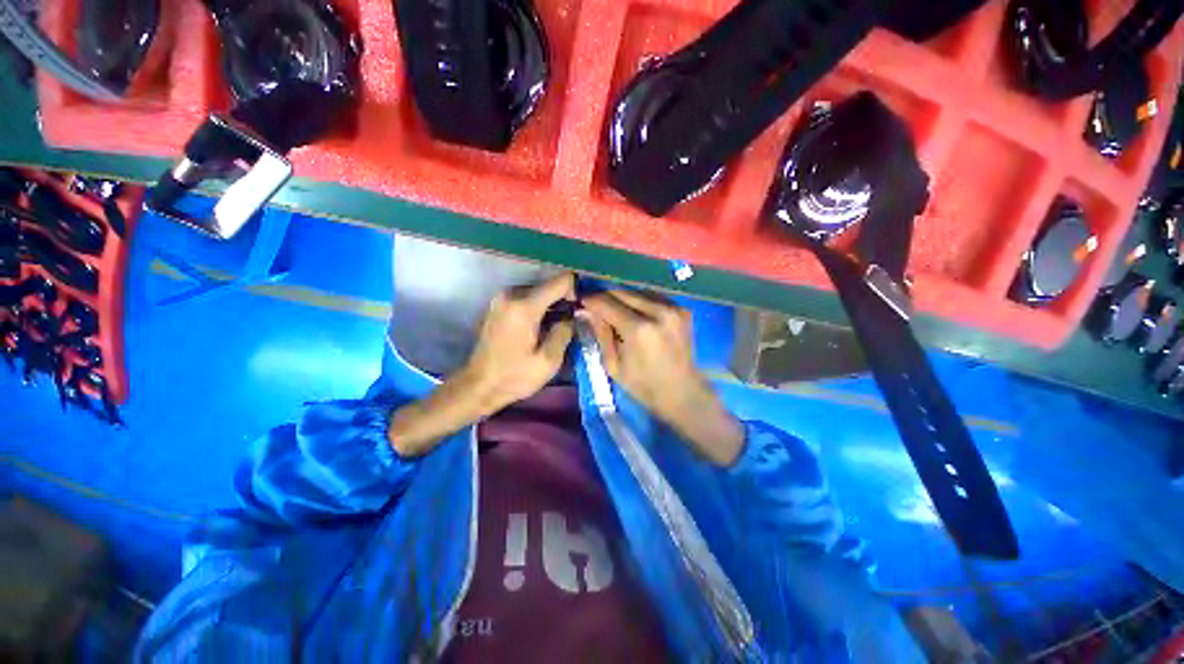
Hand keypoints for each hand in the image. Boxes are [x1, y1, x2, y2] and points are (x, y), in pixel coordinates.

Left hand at [458, 273, 575, 414]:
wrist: (479, 385)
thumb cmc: (514, 377)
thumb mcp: (548, 361)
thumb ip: (565, 332)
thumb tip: (574, 316)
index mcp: (525, 306)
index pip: (560, 281)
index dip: (575, 292)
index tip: (578, 312)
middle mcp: (511, 294)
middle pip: (549, 285)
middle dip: (563, 301)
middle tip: (569, 324)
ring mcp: (502, 298)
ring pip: (538, 291)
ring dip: (551, 305)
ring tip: (555, 328)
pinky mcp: (498, 305)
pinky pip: (526, 298)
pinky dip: (538, 308)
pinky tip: (540, 328)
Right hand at [581, 290, 743, 465]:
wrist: (682, 393)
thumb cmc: (643, 386)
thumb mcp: (613, 365)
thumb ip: (600, 334)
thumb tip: (587, 311)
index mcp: (638, 329)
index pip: (607, 303)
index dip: (591, 301)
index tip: (581, 302)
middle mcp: (658, 312)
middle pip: (623, 292)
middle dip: (605, 297)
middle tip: (595, 305)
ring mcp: (673, 309)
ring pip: (638, 291)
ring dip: (622, 298)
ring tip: (613, 310)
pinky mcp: (683, 310)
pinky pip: (653, 297)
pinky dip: (640, 302)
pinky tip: (634, 313)